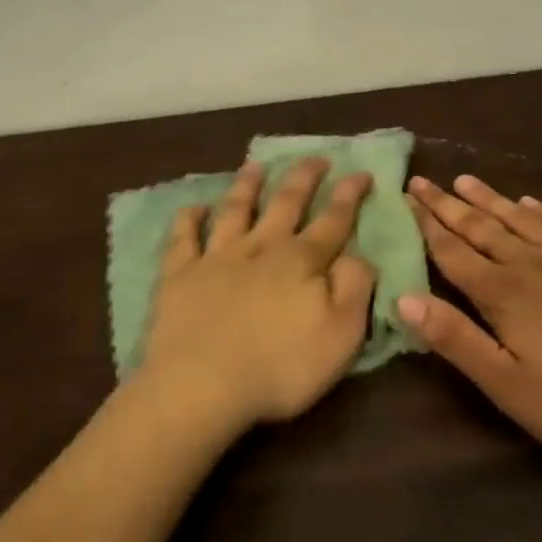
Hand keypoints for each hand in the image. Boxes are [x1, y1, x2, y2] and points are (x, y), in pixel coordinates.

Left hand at [140, 159, 376, 432]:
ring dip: (247, 185)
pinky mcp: (180, 274)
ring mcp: (217, 257)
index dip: (349, 195)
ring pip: (235, 209)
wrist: (201, 384)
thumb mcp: (341, 335)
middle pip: (285, 203)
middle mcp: (261, 247)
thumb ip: (354, 288)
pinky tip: (194, 207)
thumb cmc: (280, 366)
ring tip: (255, 166)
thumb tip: (359, 255)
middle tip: (316, 158)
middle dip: (303, 177)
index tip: (361, 171)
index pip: (333, 219)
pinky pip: (183, 237)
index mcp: (302, 261)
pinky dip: (188, 219)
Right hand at [400, 174, 541, 467]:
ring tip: (466, 180)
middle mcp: (531, 264)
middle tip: (423, 180)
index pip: (453, 252)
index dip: (426, 224)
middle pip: (481, 227)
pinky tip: (532, 202)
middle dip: (448, 205)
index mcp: (503, 294)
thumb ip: (456, 339)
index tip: (406, 196)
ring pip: (520, 219)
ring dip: (490, 199)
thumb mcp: (510, 386)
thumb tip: (402, 298)